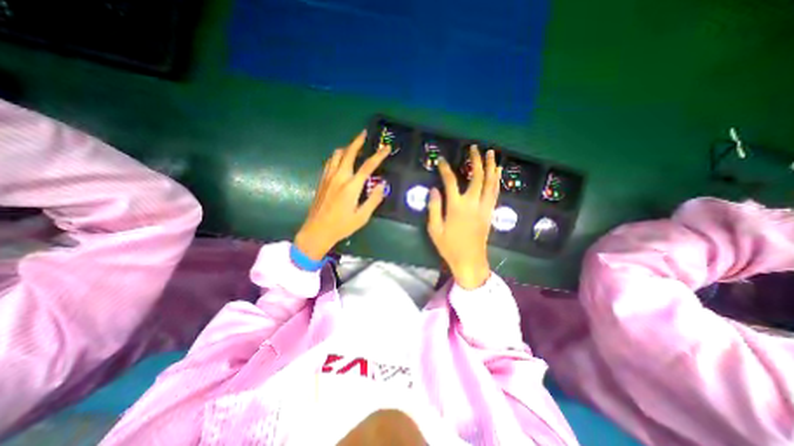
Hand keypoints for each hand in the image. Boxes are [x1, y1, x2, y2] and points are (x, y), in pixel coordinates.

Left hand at [293, 130, 390, 259]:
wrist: (317, 231)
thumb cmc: (342, 226)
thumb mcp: (362, 216)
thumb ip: (374, 199)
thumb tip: (383, 185)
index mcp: (351, 187)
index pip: (368, 166)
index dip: (378, 155)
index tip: (386, 147)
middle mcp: (339, 177)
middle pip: (349, 153)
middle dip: (357, 141)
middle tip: (364, 133)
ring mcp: (328, 177)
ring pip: (336, 155)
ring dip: (346, 147)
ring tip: (354, 146)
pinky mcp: (322, 181)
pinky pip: (330, 162)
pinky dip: (337, 156)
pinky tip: (340, 159)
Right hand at [431, 146, 497, 290]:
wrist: (470, 261)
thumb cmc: (449, 246)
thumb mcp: (434, 229)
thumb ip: (434, 208)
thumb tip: (434, 189)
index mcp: (456, 207)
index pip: (450, 181)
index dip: (445, 169)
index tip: (441, 160)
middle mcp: (472, 203)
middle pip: (477, 177)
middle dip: (476, 160)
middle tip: (474, 148)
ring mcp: (484, 207)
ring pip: (491, 183)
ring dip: (491, 167)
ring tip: (491, 154)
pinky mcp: (490, 213)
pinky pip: (495, 193)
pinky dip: (497, 181)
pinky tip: (498, 173)